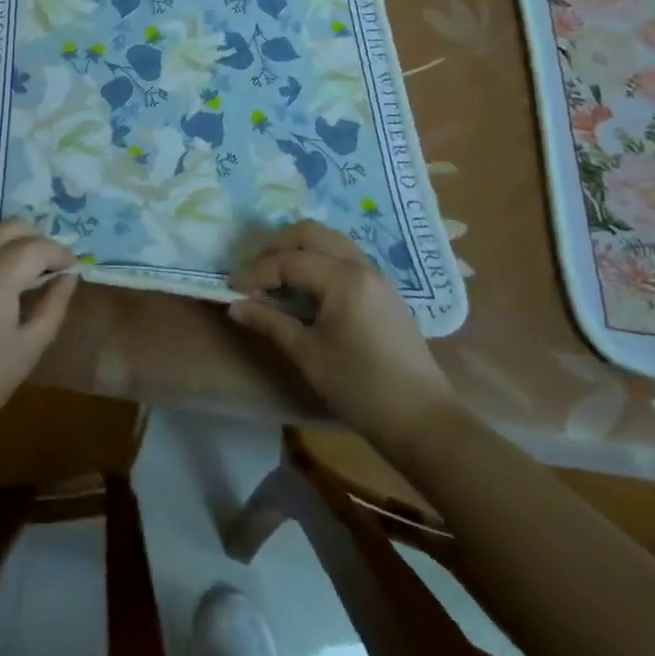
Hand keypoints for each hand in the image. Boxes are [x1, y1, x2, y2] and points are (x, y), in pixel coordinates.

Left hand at [0, 221, 78, 456]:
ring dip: (10, 243)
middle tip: (50, 266)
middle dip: (35, 239)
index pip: (38, 246)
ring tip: (25, 273)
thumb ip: (53, 305)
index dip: (60, 253)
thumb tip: (68, 277)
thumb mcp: (28, 347)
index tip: (73, 267)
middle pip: (10, 227)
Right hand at [228, 222, 455, 442]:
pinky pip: (344, 258)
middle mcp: (361, 266)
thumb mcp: (308, 354)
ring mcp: (377, 277)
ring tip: (276, 275)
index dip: (256, 272)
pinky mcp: (384, 291)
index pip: (289, 261)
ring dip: (299, 250)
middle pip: (311, 234)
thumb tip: (235, 305)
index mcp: (343, 278)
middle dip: (277, 247)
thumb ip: (270, 322)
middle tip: (254, 272)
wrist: (423, 421)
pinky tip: (306, 287)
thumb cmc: (360, 388)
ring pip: (330, 242)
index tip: (231, 288)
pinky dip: (319, 261)